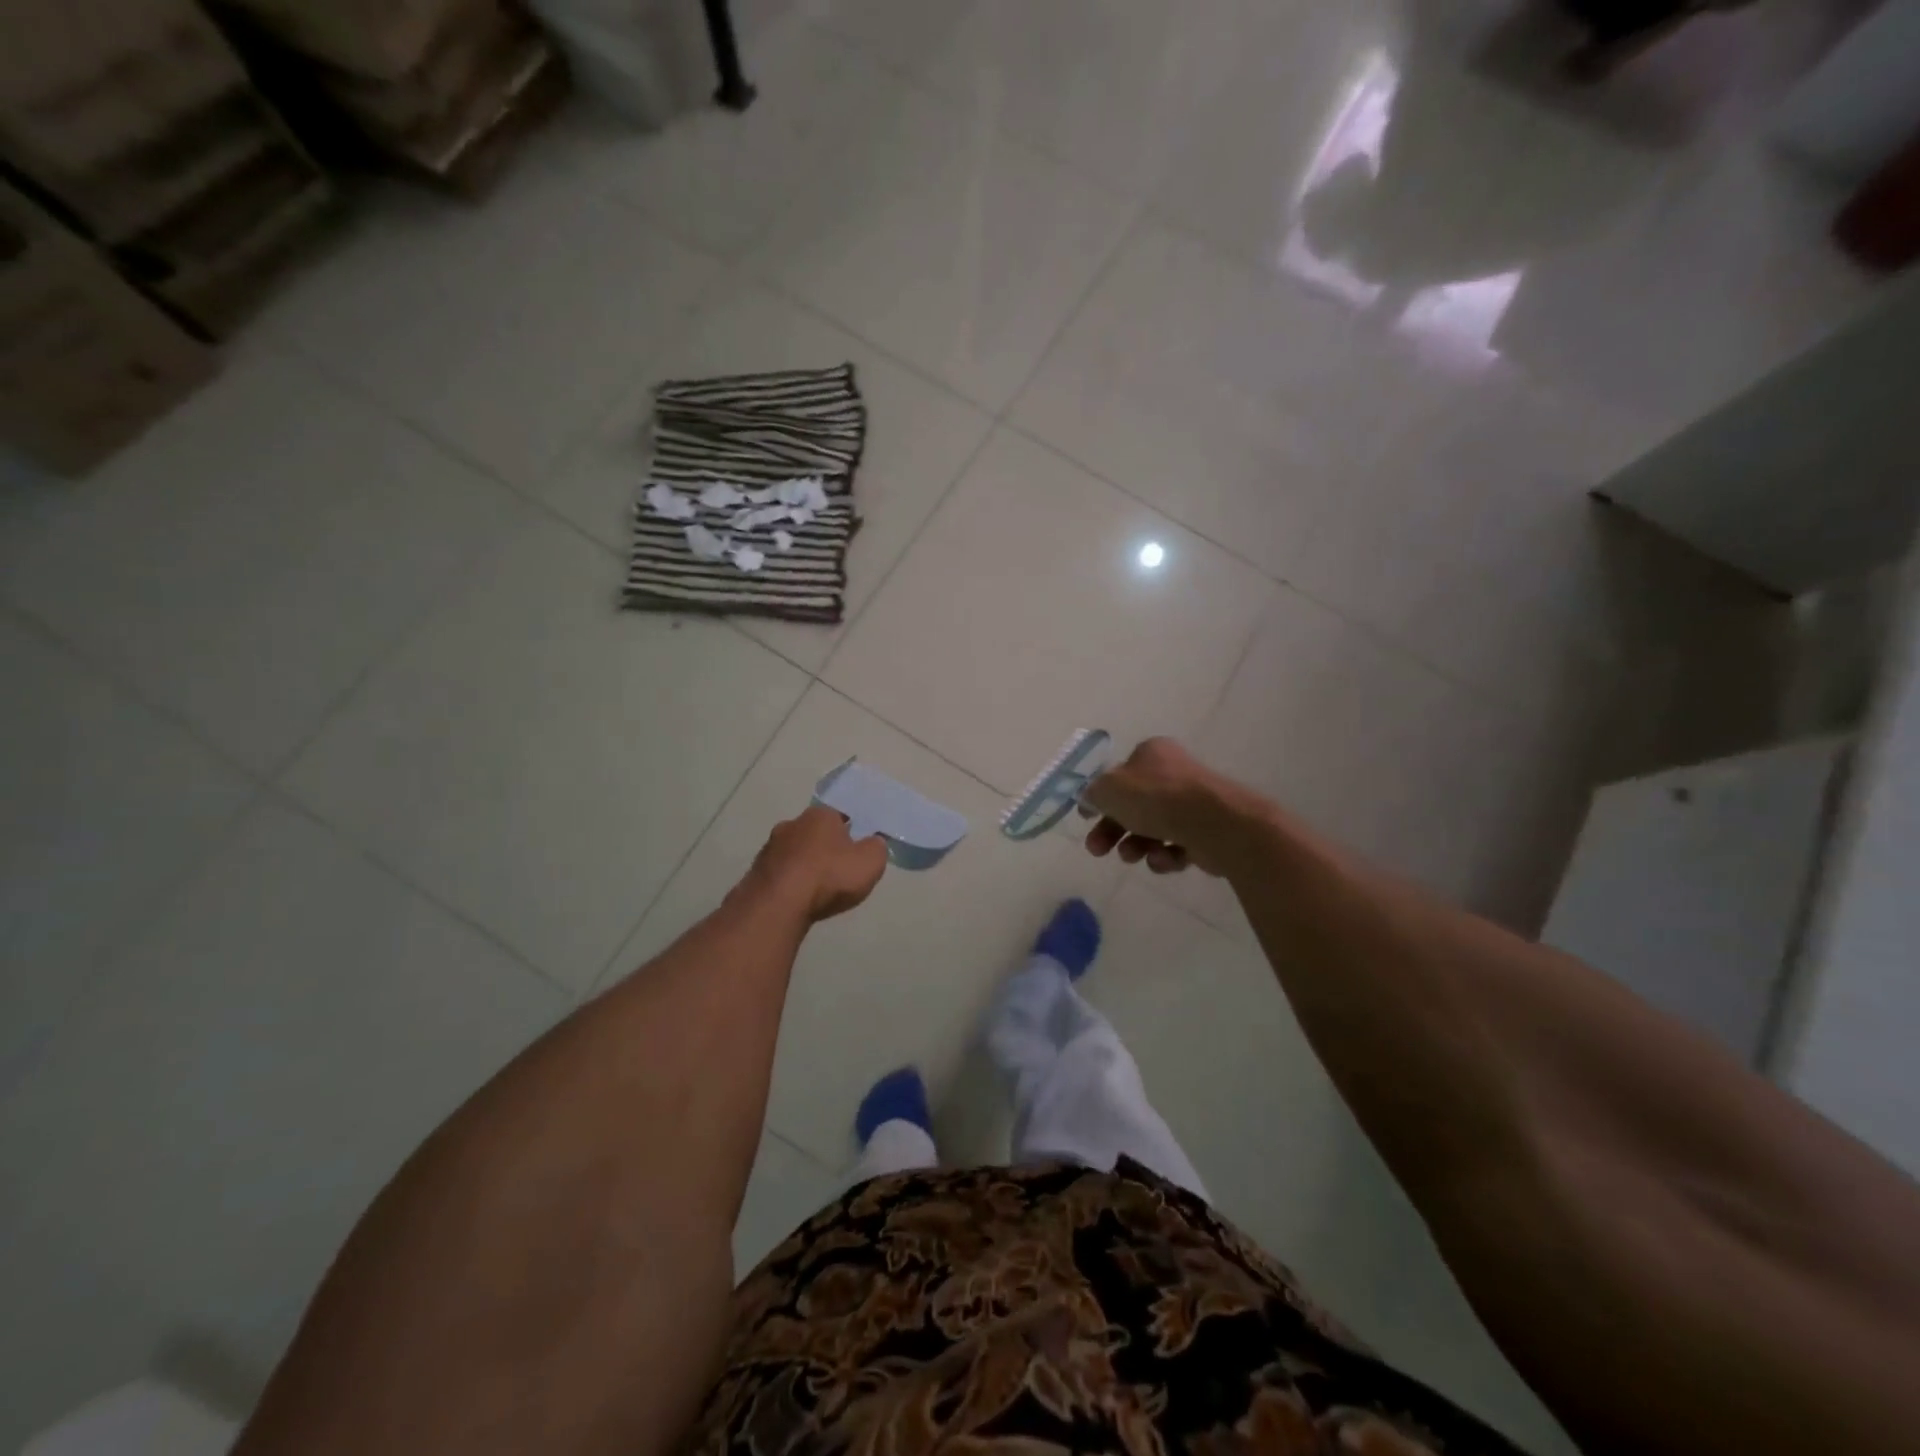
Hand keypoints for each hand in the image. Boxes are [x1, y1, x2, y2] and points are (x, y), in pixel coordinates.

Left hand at [742, 805, 888, 921]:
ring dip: (805, 865)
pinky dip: (790, 882)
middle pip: (814, 832)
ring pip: (794, 852)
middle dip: (825, 847)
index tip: (858, 846)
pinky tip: (798, 898)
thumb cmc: (828, 877)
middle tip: (839, 868)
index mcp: (820, 815)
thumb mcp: (870, 862)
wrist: (777, 905)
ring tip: (817, 888)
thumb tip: (874, 841)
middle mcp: (792, 824)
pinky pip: (780, 873)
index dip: (851, 829)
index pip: (840, 814)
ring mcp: (769, 848)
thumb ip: (877, 848)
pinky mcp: (756, 872)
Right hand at [1082, 738, 1258, 877]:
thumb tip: (1091, 798)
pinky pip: (1177, 846)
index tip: (1085, 818)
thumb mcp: (1110, 789)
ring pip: (1153, 829)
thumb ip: (1094, 793)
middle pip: (1133, 806)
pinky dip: (1166, 856)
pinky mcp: (1207, 832)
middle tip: (1097, 850)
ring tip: (1133, 857)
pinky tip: (1164, 859)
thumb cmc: (1157, 798)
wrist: (1216, 824)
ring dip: (1136, 846)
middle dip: (1112, 830)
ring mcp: (1193, 804)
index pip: (1119, 775)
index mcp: (1152, 754)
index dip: (1100, 797)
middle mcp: (1173, 774)